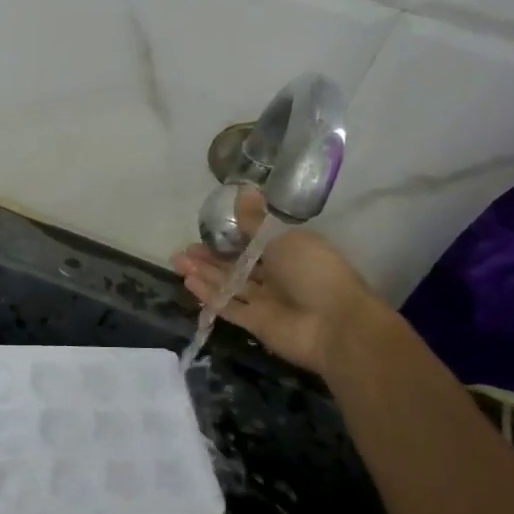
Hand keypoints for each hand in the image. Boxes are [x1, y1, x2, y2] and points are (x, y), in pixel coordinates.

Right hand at [173, 228, 381, 375]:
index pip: (254, 243)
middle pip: (237, 265)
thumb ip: (256, 221)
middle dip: (210, 257)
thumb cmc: (313, 271)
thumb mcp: (283, 238)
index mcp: (289, 252)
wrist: (334, 324)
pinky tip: (189, 282)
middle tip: (184, 250)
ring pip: (229, 284)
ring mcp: (266, 301)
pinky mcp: (255, 323)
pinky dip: (210, 295)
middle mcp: (277, 276)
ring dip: (205, 273)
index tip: (206, 231)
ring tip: (178, 262)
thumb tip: (244, 189)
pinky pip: (228, 306)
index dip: (230, 237)